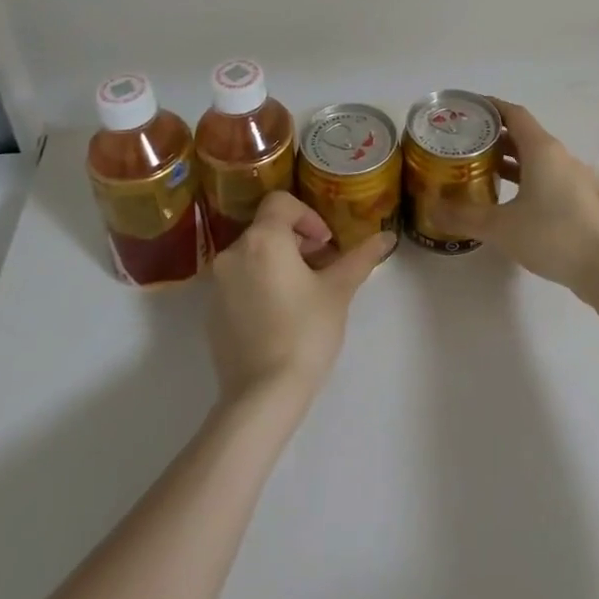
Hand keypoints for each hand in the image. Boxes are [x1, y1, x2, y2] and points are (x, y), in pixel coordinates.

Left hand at [207, 192, 393, 406]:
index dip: (308, 216)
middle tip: (322, 269)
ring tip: (304, 294)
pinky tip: (280, 316)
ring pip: (253, 256)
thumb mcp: (338, 291)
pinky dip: (260, 285)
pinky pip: (239, 282)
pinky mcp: (211, 312)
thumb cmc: (305, 333)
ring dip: (279, 263)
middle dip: (297, 242)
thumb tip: (387, 236)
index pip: (281, 202)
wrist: (261, 396)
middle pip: (267, 229)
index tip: (326, 244)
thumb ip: (361, 258)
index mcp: (263, 239)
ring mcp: (218, 284)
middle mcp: (233, 254)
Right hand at [436, 98, 598, 298]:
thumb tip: (431, 209)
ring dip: (509, 159)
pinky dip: (524, 178)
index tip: (466, 109)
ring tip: (480, 169)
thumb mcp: (501, 226)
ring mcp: (572, 178)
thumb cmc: (553, 235)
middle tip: (464, 143)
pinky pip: (545, 176)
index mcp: (541, 149)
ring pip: (535, 158)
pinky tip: (507, 199)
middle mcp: (558, 156)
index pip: (513, 113)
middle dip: (494, 136)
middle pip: (523, 134)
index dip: (490, 107)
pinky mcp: (578, 200)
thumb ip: (464, 216)